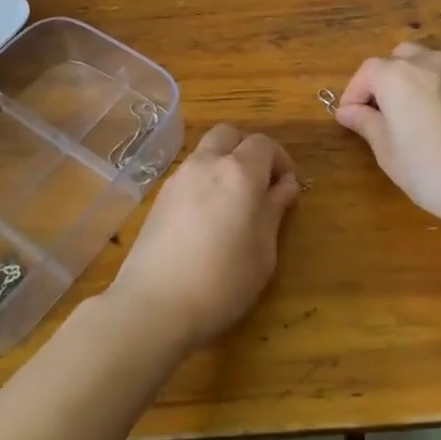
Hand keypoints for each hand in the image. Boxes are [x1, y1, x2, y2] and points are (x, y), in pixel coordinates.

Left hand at [102, 123, 301, 353]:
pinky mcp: (160, 196)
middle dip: (248, 150)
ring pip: (206, 150)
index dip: (280, 160)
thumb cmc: (222, 281)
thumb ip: (275, 210)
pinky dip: (204, 180)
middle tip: (259, 183)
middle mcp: (207, 163)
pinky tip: (206, 216)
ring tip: (232, 201)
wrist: (153, 305)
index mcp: (239, 172)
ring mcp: (179, 177)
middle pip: (230, 134)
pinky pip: (189, 173)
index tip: (287, 187)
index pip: (264, 144)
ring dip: (224, 162)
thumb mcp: (263, 251)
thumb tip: (285, 185)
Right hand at [336, 43, 440, 229]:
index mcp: (398, 75)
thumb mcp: (389, 152)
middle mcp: (428, 62)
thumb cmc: (432, 172)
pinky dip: (435, 87)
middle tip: (379, 112)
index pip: (367, 72)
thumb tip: (347, 111)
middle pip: (397, 58)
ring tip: (409, 114)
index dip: (354, 93)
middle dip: (383, 80)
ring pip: (425, 62)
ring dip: (410, 79)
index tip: (349, 118)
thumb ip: (366, 124)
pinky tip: (438, 119)